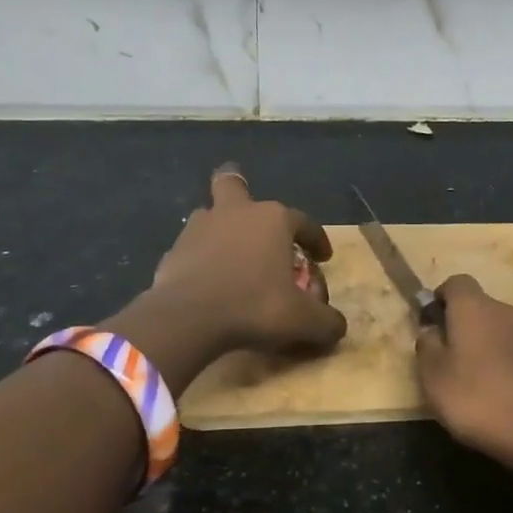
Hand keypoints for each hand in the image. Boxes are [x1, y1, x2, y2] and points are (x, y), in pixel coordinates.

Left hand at [147, 164, 346, 358]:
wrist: (189, 318)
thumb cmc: (255, 307)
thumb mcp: (303, 321)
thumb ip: (326, 322)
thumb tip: (338, 326)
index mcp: (273, 220)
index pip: (305, 223)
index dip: (317, 240)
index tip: (322, 258)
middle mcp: (236, 213)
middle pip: (234, 185)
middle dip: (241, 190)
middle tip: (249, 208)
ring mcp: (199, 228)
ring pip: (210, 215)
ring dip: (220, 227)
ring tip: (229, 251)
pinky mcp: (174, 251)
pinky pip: (192, 249)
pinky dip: (201, 259)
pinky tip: (207, 280)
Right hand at [415, 274, 512, 475]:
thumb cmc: (479, 399)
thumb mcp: (434, 378)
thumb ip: (427, 347)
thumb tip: (431, 329)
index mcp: (475, 308)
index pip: (456, 283)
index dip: (441, 298)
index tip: (432, 323)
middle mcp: (507, 312)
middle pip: (481, 307)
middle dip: (464, 326)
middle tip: (450, 360)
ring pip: (503, 331)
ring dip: (488, 347)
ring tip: (478, 382)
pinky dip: (510, 365)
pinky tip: (505, 396)